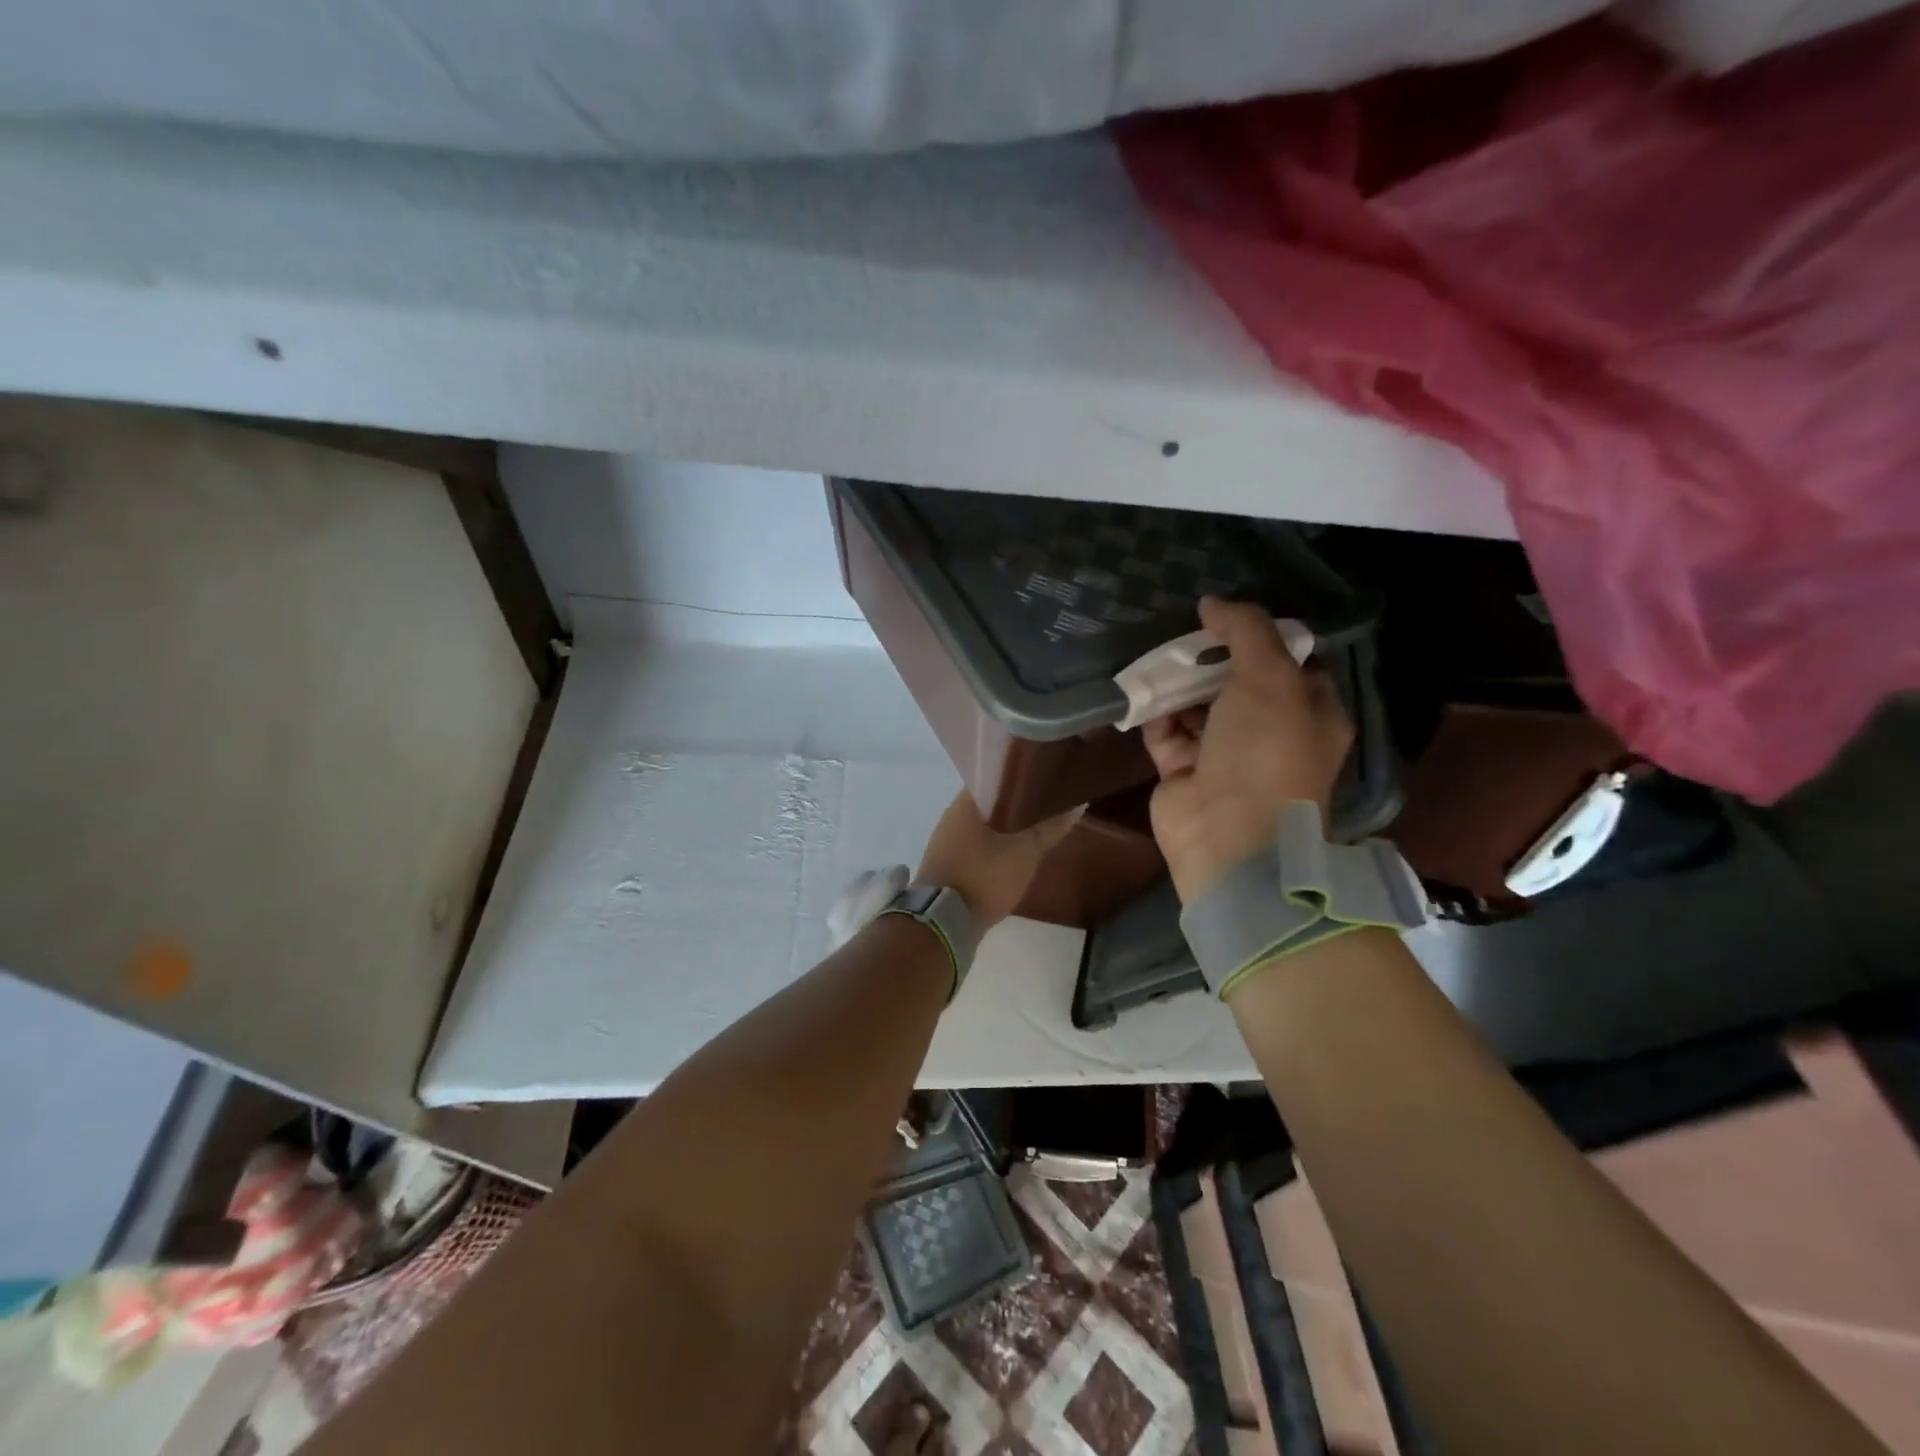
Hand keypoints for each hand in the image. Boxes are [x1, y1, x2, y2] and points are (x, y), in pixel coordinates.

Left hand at [916, 793, 1080, 930]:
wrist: (943, 924)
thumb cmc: (983, 878)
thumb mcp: (1024, 853)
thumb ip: (1049, 829)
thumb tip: (1078, 804)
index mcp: (964, 804)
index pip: (993, 778)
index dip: (1019, 778)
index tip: (1042, 781)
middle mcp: (950, 817)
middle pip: (988, 803)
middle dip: (1014, 805)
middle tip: (1045, 805)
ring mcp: (945, 842)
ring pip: (981, 826)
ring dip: (1004, 828)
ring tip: (1034, 829)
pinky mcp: (946, 866)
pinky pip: (974, 847)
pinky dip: (993, 847)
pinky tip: (1012, 854)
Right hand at [1144, 597, 1352, 903]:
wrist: (1228, 836)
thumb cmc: (1265, 752)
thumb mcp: (1270, 678)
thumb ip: (1246, 632)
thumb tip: (1213, 601)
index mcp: (1311, 714)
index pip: (1292, 665)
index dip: (1263, 638)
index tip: (1230, 617)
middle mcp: (1272, 735)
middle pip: (1239, 683)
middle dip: (1212, 658)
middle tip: (1186, 633)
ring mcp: (1226, 757)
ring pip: (1200, 707)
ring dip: (1179, 684)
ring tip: (1158, 658)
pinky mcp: (1185, 773)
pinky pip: (1168, 733)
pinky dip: (1156, 715)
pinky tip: (1143, 693)